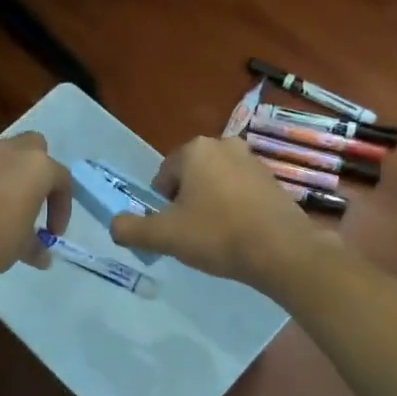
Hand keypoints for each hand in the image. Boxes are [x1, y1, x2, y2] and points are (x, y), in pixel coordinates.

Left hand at [0, 132, 71, 285]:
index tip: (53, 233)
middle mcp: (11, 152)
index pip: (62, 180)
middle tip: (36, 200)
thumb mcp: (23, 246)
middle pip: (35, 148)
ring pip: (5, 157)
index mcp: (37, 166)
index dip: (62, 209)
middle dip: (39, 170)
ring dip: (12, 177)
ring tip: (9, 209)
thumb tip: (42, 257)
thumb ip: (36, 246)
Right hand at [109, 137, 329, 291]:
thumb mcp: (164, 236)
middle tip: (193, 235)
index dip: (162, 206)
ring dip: (211, 206)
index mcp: (195, 149)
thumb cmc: (218, 235)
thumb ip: (131, 229)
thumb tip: (115, 225)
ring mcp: (252, 160)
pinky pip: (240, 192)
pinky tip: (240, 234)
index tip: (172, 230)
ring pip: (216, 184)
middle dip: (187, 203)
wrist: (282, 250)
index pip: (163, 176)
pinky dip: (235, 209)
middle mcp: (224, 145)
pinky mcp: (273, 179)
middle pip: (190, 178)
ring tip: (217, 237)